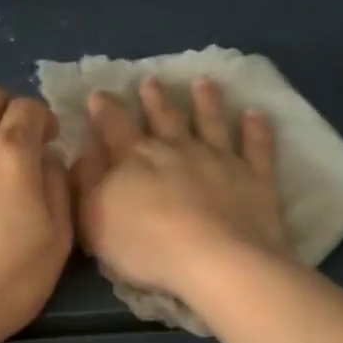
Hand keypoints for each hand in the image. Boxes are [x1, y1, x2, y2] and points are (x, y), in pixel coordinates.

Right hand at [71, 76, 289, 301]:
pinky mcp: (254, 177)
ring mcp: (219, 159)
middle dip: (155, 99)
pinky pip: (256, 147)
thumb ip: (88, 183)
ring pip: (211, 122)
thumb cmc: (147, 246)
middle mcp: (177, 149)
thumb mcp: (96, 220)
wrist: (216, 261)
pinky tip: (256, 114)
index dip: (105, 110)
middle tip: (151, 81)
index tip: (99, 94)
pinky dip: (256, 129)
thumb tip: (87, 152)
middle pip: (164, 117)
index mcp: (135, 158)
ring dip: (206, 101)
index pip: (114, 126)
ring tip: (204, 83)